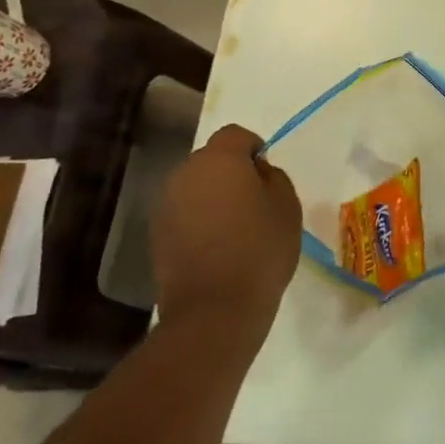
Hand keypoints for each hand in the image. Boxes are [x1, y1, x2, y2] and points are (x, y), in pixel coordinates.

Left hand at [152, 124, 302, 339]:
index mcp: (218, 160)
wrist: (215, 308)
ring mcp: (166, 205)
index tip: (267, 172)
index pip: (235, 135)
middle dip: (231, 171)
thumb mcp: (287, 206)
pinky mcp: (157, 235)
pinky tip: (218, 245)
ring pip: (195, 187)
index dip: (254, 147)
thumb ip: (273, 177)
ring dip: (214, 196)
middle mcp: (185, 174)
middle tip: (255, 199)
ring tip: (237, 225)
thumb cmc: (260, 249)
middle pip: (211, 159)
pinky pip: (184, 213)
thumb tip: (256, 171)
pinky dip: (200, 220)